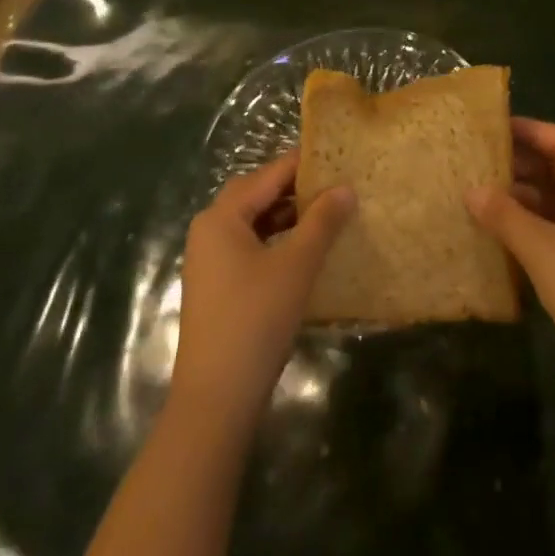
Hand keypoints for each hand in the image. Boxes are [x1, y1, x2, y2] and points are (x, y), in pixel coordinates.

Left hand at [170, 154, 355, 428]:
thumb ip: (322, 222)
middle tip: (334, 184)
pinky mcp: (217, 288)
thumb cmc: (256, 319)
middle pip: (256, 196)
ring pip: (253, 224)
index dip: (302, 165)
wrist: (216, 399)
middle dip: (294, 189)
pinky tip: (304, 252)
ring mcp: (209, 261)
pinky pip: (249, 248)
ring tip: (327, 215)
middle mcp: (209, 231)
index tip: (337, 157)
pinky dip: (276, 242)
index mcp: (221, 217)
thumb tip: (345, 188)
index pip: (267, 175)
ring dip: (286, 217)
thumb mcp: (296, 265)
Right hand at [468, 119, 554, 418]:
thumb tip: (471, 190)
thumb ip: (506, 216)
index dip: (534, 131)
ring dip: (527, 196)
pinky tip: (500, 230)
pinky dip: (533, 225)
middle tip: (483, 157)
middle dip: (526, 163)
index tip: (496, 126)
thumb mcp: (545, 251)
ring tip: (483, 190)